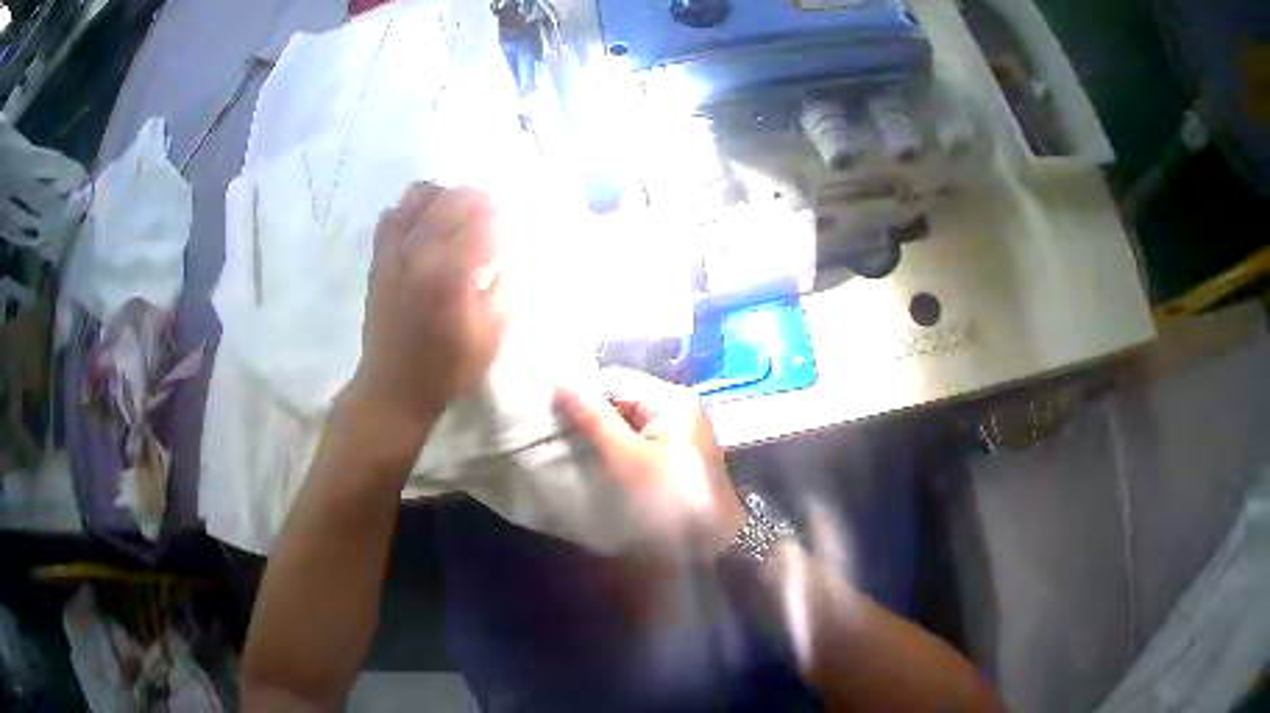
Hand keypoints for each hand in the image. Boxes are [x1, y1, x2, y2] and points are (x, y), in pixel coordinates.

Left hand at [343, 183, 505, 451]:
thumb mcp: (492, 332)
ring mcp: (394, 250)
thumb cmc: (448, 367)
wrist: (394, 388)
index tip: (523, 234)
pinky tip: (427, 222)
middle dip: (484, 202)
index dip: (511, 221)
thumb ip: (513, 284)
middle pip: (456, 198)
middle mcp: (420, 250)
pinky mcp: (378, 258)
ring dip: (449, 197)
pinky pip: (392, 214)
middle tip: (498, 223)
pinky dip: (413, 207)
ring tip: (463, 216)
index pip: (487, 219)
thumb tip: (530, 249)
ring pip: (421, 195)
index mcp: (451, 270)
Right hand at [555, 368, 745, 559]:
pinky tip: (598, 470)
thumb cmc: (668, 499)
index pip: (614, 380)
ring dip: (601, 439)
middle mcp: (678, 409)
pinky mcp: (675, 458)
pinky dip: (617, 453)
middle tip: (559, 443)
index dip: (581, 396)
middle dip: (590, 420)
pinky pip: (637, 444)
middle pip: (621, 401)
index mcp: (671, 399)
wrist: (712, 546)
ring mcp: (678, 434)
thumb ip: (594, 418)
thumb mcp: (626, 458)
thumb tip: (561, 379)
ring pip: (626, 425)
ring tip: (572, 457)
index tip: (552, 420)